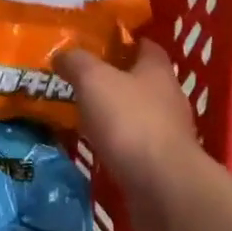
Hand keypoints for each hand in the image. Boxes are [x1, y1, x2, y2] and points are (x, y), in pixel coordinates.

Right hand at [53, 40, 200, 198]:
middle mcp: (169, 97)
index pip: (144, 45)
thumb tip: (62, 55)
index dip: (122, 41)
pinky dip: (118, 144)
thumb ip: (76, 62)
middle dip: (114, 79)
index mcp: (157, 69)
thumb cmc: (130, 121)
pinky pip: (136, 145)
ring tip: (83, 115)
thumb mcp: (93, 80)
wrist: (162, 189)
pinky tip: (96, 148)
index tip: (96, 44)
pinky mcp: (163, 165)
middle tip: (80, 80)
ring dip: (115, 114)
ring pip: (138, 114)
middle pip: (140, 80)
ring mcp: (169, 133)